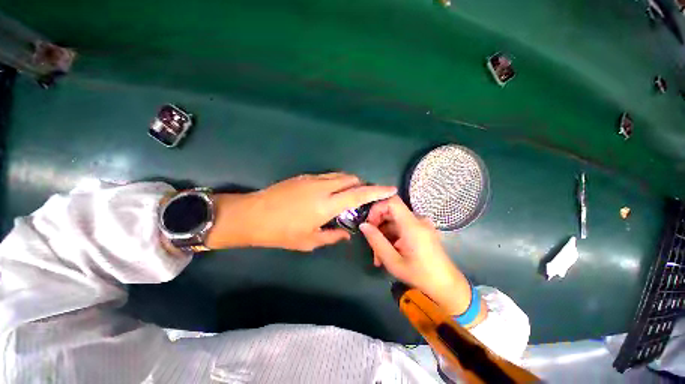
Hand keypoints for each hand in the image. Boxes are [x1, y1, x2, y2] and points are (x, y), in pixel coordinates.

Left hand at [206, 173, 396, 250]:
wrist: (253, 214)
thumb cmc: (281, 233)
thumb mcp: (309, 241)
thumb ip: (332, 236)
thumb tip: (346, 234)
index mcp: (326, 205)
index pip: (359, 195)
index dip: (377, 191)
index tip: (390, 189)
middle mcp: (323, 187)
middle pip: (351, 179)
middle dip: (361, 186)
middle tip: (361, 199)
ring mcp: (313, 178)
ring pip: (340, 175)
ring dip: (348, 183)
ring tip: (344, 197)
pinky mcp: (304, 176)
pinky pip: (327, 175)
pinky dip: (335, 182)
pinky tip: (328, 194)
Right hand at [359, 196, 474, 315]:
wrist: (447, 287)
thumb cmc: (420, 275)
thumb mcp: (393, 261)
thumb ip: (376, 241)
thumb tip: (363, 225)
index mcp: (412, 225)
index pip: (392, 201)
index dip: (377, 208)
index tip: (369, 223)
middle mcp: (418, 220)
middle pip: (391, 212)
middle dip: (377, 226)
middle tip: (371, 245)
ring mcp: (421, 225)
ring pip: (394, 222)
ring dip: (384, 235)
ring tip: (379, 257)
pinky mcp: (421, 231)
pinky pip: (402, 228)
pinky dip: (392, 238)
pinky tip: (388, 254)